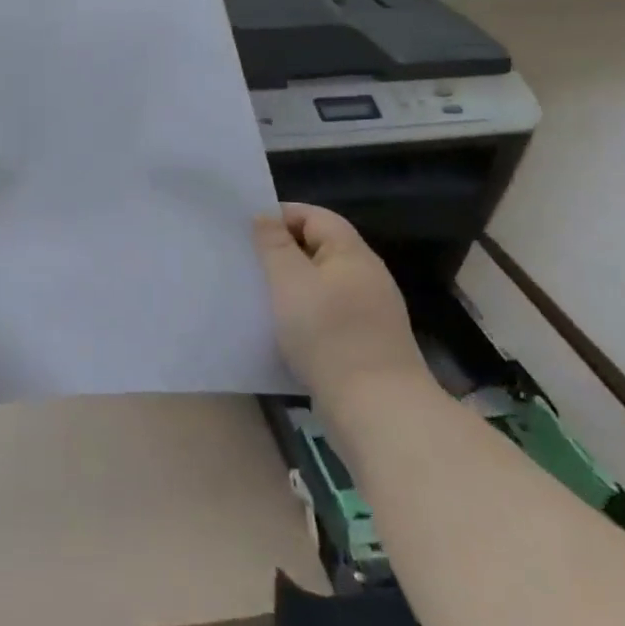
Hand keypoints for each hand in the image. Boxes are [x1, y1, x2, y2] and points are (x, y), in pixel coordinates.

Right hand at [254, 203, 424, 397]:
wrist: (376, 410)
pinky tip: (283, 330)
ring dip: (292, 286)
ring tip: (259, 295)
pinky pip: (328, 314)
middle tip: (248, 262)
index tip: (247, 231)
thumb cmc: (328, 334)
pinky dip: (304, 314)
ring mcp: (369, 312)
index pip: (315, 216)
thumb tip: (265, 215)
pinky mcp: (365, 344)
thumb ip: (274, 244)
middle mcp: (366, 276)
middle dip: (283, 251)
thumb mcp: (290, 282)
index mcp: (352, 253)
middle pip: (320, 248)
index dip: (281, 215)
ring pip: (322, 284)